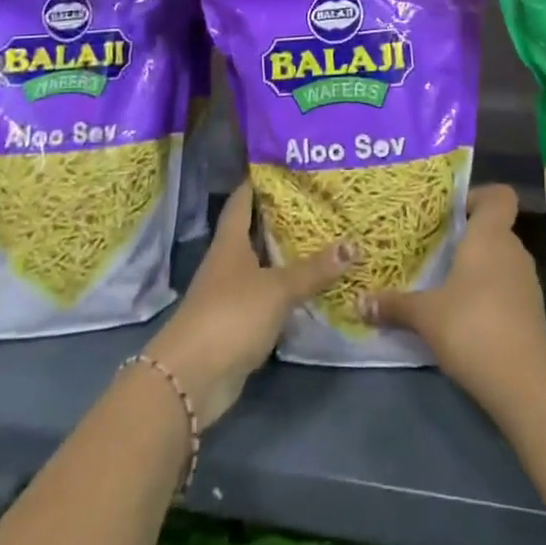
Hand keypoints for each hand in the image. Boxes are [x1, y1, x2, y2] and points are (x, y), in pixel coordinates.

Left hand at [145, 184, 353, 428]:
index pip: (242, 201)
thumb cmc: (230, 316)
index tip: (285, 165)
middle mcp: (229, 263)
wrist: (191, 378)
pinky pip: (269, 298)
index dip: (259, 182)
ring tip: (326, 239)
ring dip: (288, 257)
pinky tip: (314, 287)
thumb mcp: (277, 288)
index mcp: (230, 242)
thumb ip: (314, 269)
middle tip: (321, 201)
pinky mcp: (239, 324)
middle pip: (256, 232)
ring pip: (264, 266)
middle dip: (284, 218)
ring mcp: (232, 294)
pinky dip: (288, 291)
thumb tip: (354, 245)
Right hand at [361, 185, 545, 407]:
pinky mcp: (531, 312)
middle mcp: (513, 250)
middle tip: (433, 249)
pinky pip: (506, 288)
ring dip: (476, 268)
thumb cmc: (472, 326)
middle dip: (466, 237)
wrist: (525, 382)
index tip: (450, 212)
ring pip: (499, 260)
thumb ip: (395, 305)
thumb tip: (360, 302)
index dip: (478, 197)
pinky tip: (463, 315)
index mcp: (490, 235)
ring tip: (443, 283)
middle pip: (494, 229)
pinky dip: (487, 294)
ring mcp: (526, 282)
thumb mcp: (425, 315)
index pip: (499, 196)